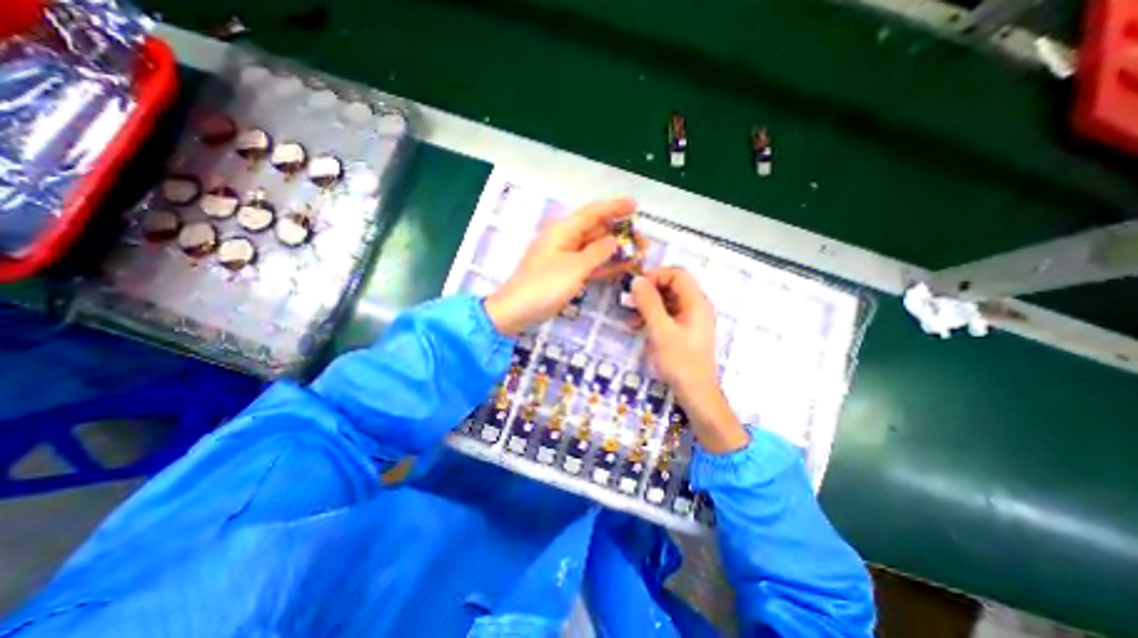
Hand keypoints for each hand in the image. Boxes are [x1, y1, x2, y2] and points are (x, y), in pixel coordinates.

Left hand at [482, 197, 634, 338]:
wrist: (518, 311)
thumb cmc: (543, 286)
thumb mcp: (574, 268)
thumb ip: (597, 253)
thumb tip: (614, 240)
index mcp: (563, 231)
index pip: (593, 213)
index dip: (614, 207)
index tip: (636, 206)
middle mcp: (566, 240)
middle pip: (597, 230)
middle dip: (621, 233)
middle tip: (644, 241)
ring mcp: (567, 258)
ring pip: (596, 248)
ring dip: (616, 250)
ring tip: (639, 254)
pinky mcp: (568, 273)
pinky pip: (591, 264)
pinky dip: (606, 264)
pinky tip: (623, 267)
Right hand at [630, 267, 747, 453]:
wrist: (695, 393)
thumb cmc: (679, 361)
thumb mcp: (660, 330)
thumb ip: (648, 303)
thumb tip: (636, 281)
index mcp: (696, 302)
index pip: (677, 274)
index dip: (655, 276)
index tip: (636, 287)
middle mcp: (696, 306)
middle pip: (672, 286)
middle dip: (649, 291)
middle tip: (629, 301)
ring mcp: (691, 319)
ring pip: (667, 301)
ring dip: (647, 305)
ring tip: (629, 316)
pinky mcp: (684, 330)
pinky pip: (667, 315)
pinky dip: (652, 316)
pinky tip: (636, 326)